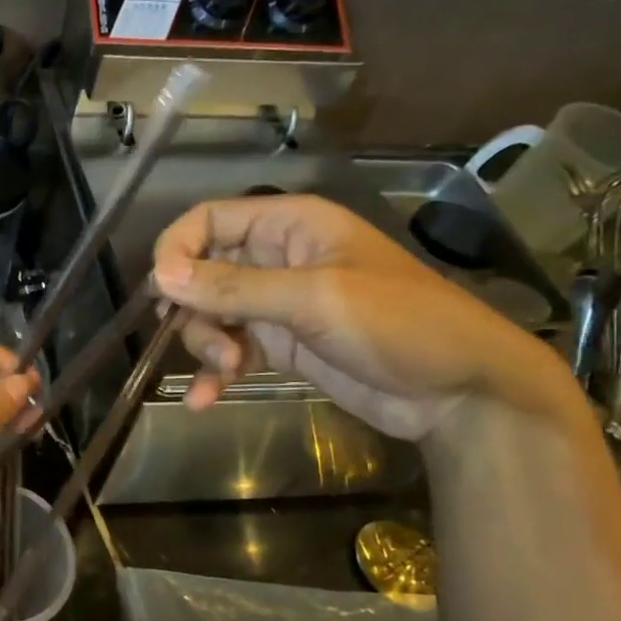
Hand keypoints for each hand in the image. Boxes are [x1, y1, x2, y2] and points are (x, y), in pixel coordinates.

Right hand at [152, 194, 568, 441]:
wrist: (460, 394)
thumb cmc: (398, 325)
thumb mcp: (313, 299)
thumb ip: (233, 287)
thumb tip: (160, 276)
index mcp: (289, 225)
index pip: (209, 220)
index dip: (177, 249)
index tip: (160, 291)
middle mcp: (275, 259)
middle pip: (201, 271)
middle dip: (195, 308)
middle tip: (209, 340)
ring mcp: (276, 304)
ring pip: (210, 315)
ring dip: (206, 344)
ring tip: (230, 368)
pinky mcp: (279, 345)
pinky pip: (229, 351)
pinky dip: (213, 373)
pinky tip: (201, 400)